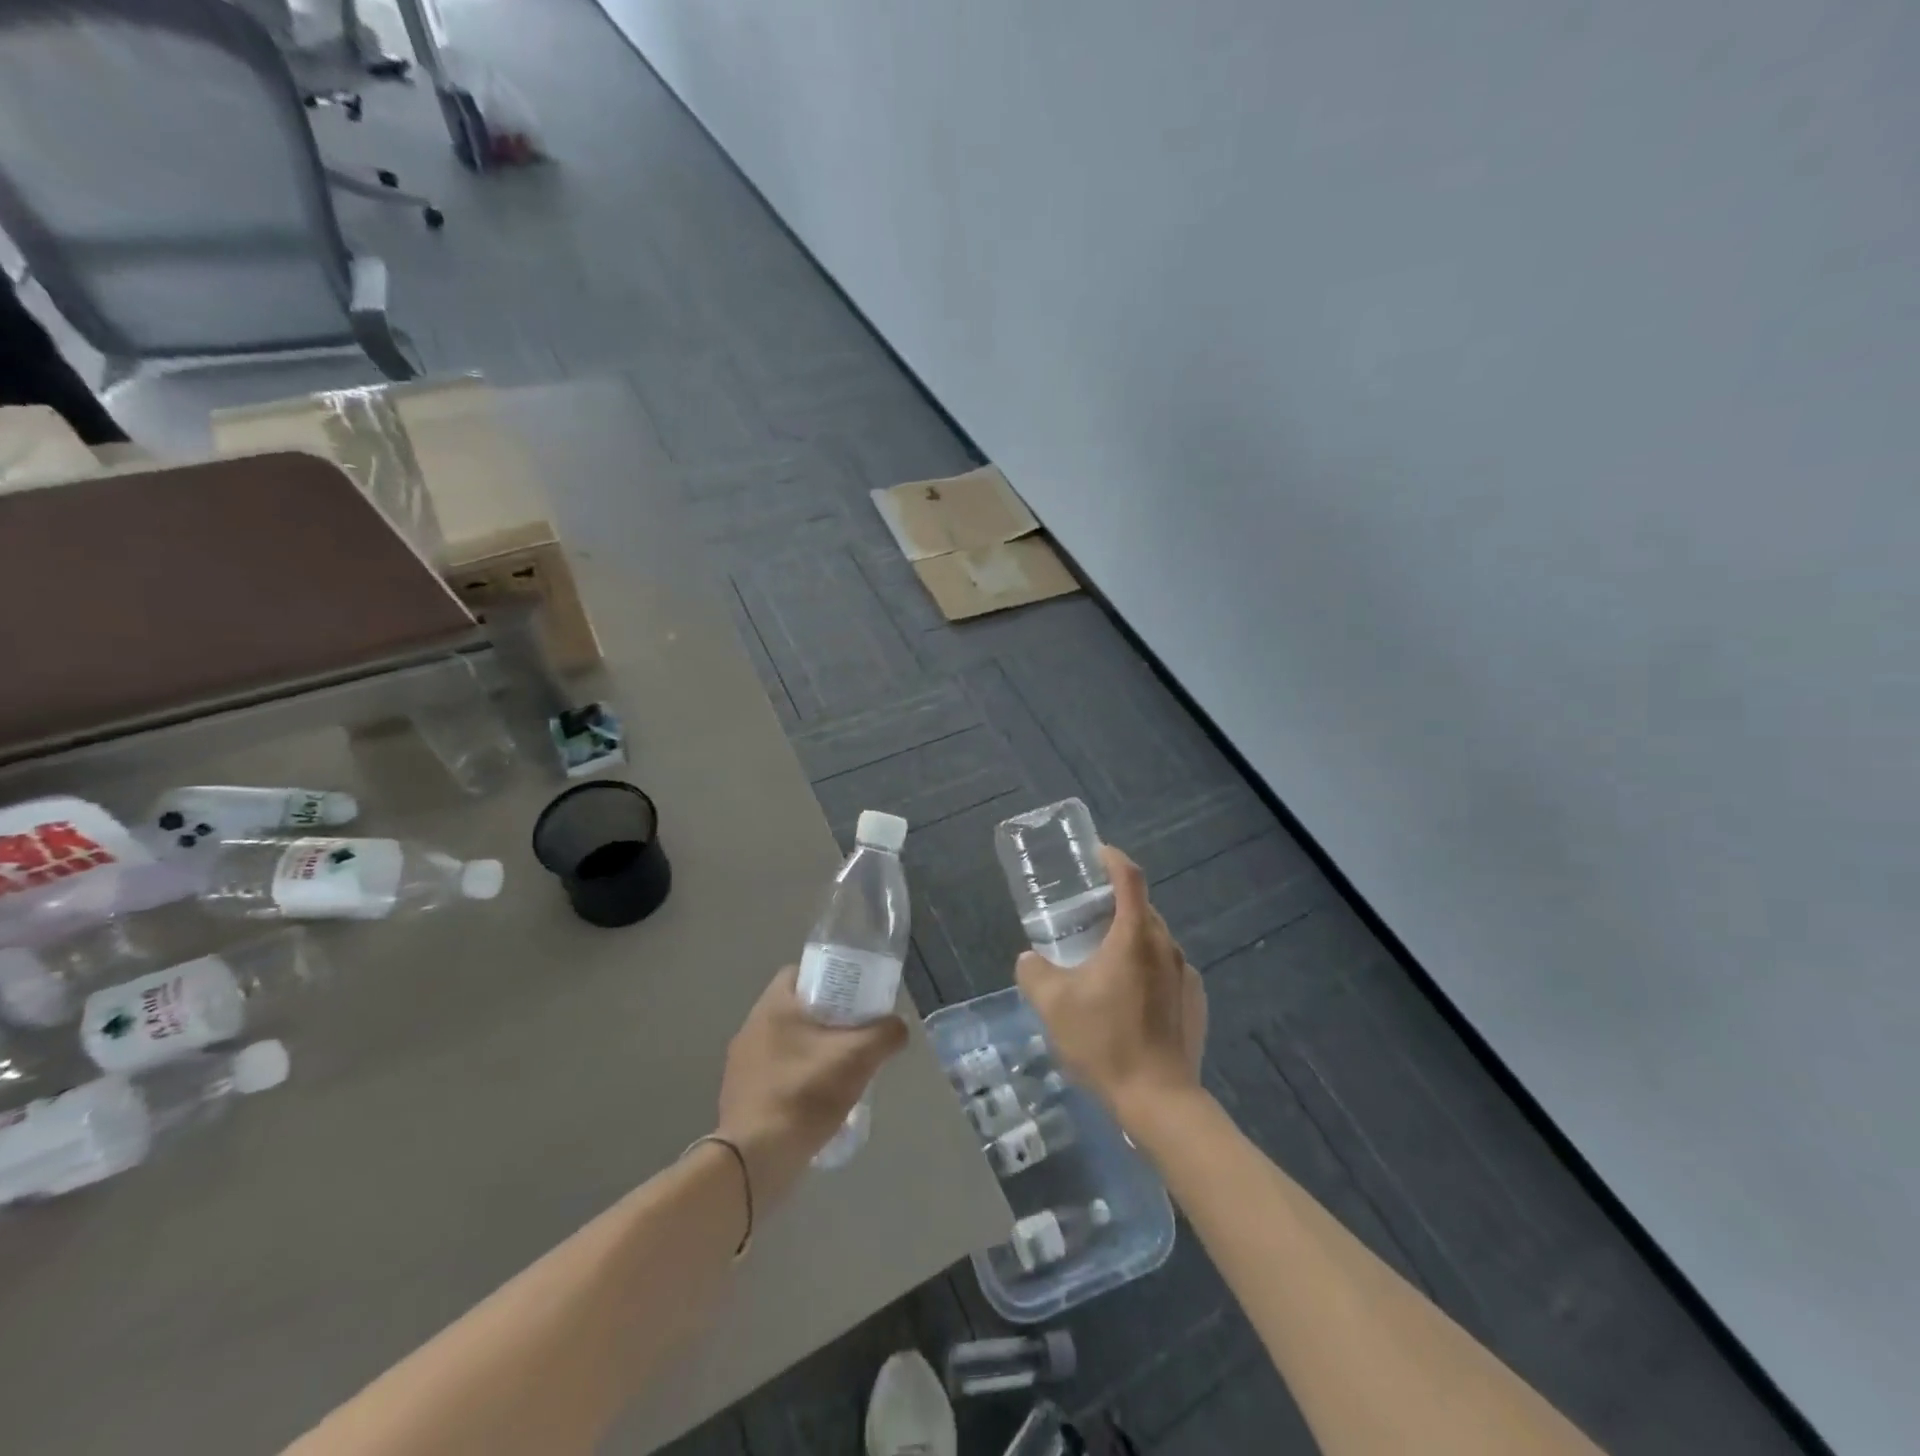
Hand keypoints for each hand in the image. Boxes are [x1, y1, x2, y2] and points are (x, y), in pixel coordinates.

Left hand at [715, 967, 907, 1202]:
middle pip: (795, 1009)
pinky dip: (797, 1078)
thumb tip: (898, 1026)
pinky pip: (775, 1073)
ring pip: (786, 1042)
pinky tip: (818, 1100)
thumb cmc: (804, 1093)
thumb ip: (885, 1034)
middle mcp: (751, 1027)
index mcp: (773, 1006)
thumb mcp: (858, 1058)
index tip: (854, 995)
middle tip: (855, 1032)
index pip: (800, 972)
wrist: (755, 1160)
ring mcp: (741, 1064)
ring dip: (812, 1050)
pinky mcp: (740, 1096)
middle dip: (826, 1017)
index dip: (829, 978)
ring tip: (842, 1068)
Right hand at [1016, 846, 1206, 1127]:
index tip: (1095, 854)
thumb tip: (1029, 959)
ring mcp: (1186, 975)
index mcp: (1135, 935)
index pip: (1129, 877)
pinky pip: (1167, 970)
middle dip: (1115, 903)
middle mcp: (1167, 946)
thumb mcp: (1053, 1004)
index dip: (1112, 858)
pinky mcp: (1195, 1001)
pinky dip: (1147, 968)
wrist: (1159, 1100)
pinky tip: (1128, 999)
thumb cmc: (1105, 1041)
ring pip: (1155, 941)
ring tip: (1103, 960)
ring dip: (1130, 939)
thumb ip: (1034, 972)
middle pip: (1142, 908)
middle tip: (1085, 916)